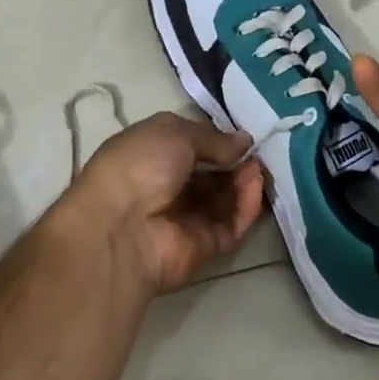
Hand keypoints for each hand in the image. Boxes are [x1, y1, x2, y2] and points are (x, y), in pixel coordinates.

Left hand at [62, 112, 266, 294]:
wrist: (119, 227)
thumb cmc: (139, 165)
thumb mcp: (174, 133)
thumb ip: (213, 138)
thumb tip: (244, 141)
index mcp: (153, 156)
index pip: (191, 147)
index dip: (218, 141)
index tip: (244, 136)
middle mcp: (169, 188)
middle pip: (211, 176)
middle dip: (236, 163)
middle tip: (259, 153)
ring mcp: (187, 219)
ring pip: (225, 201)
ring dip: (244, 182)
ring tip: (259, 168)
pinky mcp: (204, 247)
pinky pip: (231, 225)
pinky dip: (246, 206)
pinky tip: (254, 186)